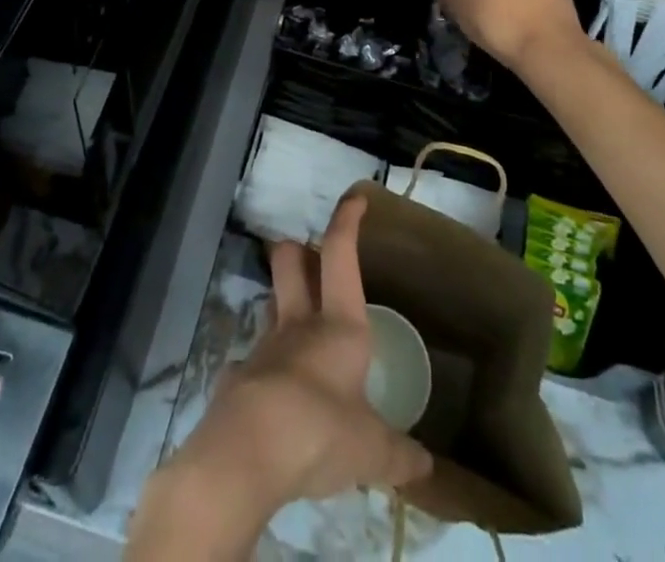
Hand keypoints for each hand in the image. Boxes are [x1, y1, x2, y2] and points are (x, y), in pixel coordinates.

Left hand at [129, 197, 430, 557]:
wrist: (248, 451)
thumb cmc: (321, 430)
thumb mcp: (372, 450)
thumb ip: (398, 454)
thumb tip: (427, 467)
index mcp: (339, 325)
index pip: (341, 254)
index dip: (347, 221)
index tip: (355, 197)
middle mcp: (299, 324)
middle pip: (290, 261)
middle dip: (299, 250)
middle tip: (311, 257)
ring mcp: (264, 347)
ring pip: (271, 303)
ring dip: (282, 304)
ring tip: (299, 329)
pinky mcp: (238, 377)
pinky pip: (253, 361)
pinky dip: (265, 370)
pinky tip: (276, 398)